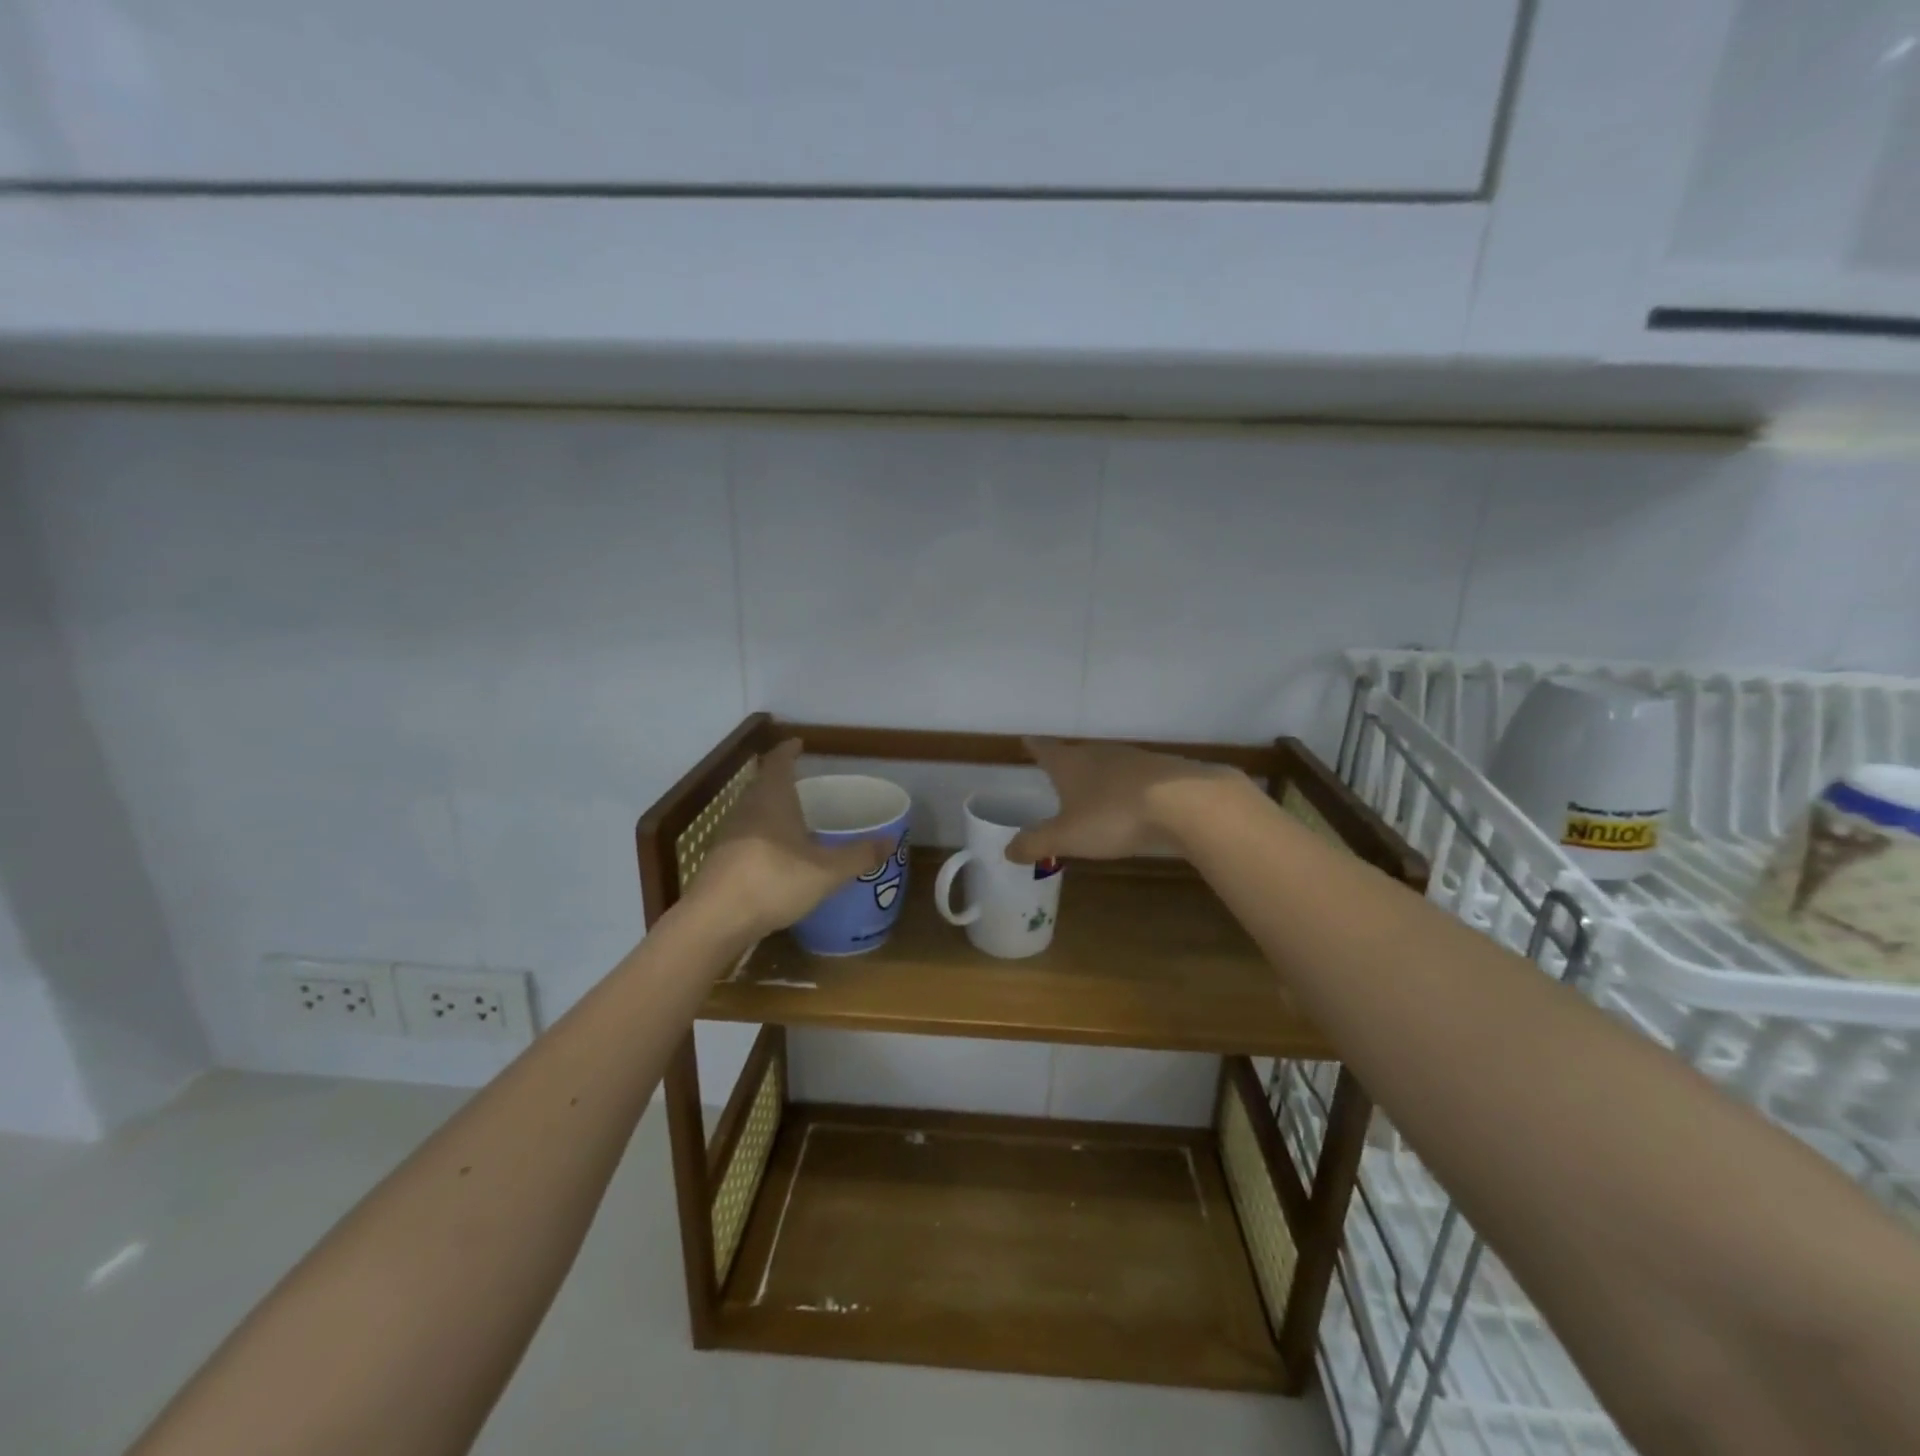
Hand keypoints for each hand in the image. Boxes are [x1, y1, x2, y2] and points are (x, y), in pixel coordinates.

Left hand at [688, 739, 891, 938]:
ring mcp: (729, 834)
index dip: (788, 751)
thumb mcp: (827, 871)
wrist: (716, 920)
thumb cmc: (774, 881)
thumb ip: (859, 856)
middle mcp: (747, 809)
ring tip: (791, 814)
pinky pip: (745, 834)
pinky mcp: (721, 859)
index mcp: (772, 799)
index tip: (798, 743)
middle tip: (801, 780)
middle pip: (762, 784)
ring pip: (752, 809)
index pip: (778, 762)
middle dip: (780, 778)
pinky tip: (775, 852)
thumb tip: (891, 841)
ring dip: (769, 807)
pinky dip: (761, 833)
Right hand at [1005, 737, 1238, 863]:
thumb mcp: (1067, 836)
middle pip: (1076, 753)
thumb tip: (1007, 850)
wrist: (1184, 802)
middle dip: (1066, 763)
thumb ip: (1036, 843)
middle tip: (1057, 772)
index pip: (1045, 749)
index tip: (1027, 741)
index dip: (1034, 746)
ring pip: (1107, 763)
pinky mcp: (1162, 771)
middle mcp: (1099, 753)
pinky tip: (1131, 801)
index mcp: (1070, 763)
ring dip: (1098, 775)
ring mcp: (1133, 759)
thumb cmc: (1113, 815)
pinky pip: (1135, 777)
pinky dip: (1126, 787)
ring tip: (1092, 789)